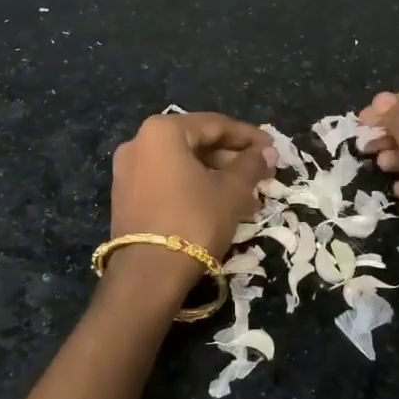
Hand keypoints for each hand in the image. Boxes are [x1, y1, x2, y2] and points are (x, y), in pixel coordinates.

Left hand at [107, 112, 272, 292]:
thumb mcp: (232, 190)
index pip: (215, 124)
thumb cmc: (194, 220)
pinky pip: (167, 181)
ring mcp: (128, 170)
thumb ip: (250, 165)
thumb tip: (266, 152)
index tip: (273, 148)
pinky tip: (220, 203)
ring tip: (247, 193)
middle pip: (196, 142)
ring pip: (182, 164)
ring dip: (216, 175)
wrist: (148, 274)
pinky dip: (194, 187)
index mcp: (162, 131)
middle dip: (231, 158)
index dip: (248, 136)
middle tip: (262, 173)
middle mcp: (139, 142)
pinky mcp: (126, 197)